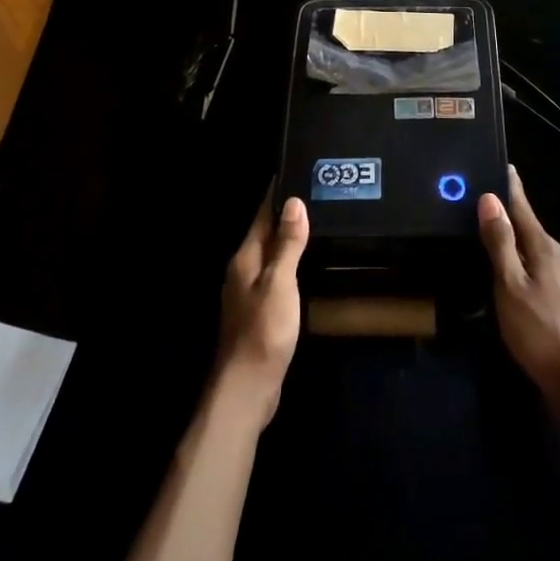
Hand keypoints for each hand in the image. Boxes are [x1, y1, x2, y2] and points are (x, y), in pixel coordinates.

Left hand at [214, 194, 308, 423]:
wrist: (247, 388)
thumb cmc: (263, 330)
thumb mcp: (280, 282)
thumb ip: (287, 244)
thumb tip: (293, 202)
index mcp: (245, 258)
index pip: (262, 215)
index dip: (278, 195)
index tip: (297, 172)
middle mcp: (243, 271)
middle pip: (265, 234)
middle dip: (286, 215)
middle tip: (316, 195)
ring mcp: (249, 294)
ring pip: (270, 256)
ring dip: (288, 241)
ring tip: (317, 224)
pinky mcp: (259, 314)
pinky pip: (275, 277)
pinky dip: (290, 265)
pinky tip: (306, 266)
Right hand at [479, 166, 559, 414]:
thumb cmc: (540, 330)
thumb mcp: (510, 285)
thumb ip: (500, 243)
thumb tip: (490, 198)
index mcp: (544, 248)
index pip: (523, 208)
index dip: (510, 187)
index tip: (502, 165)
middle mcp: (557, 258)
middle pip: (529, 227)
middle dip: (509, 214)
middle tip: (483, 201)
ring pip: (533, 251)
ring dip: (514, 241)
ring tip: (491, 236)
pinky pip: (536, 271)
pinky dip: (520, 264)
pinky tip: (509, 276)